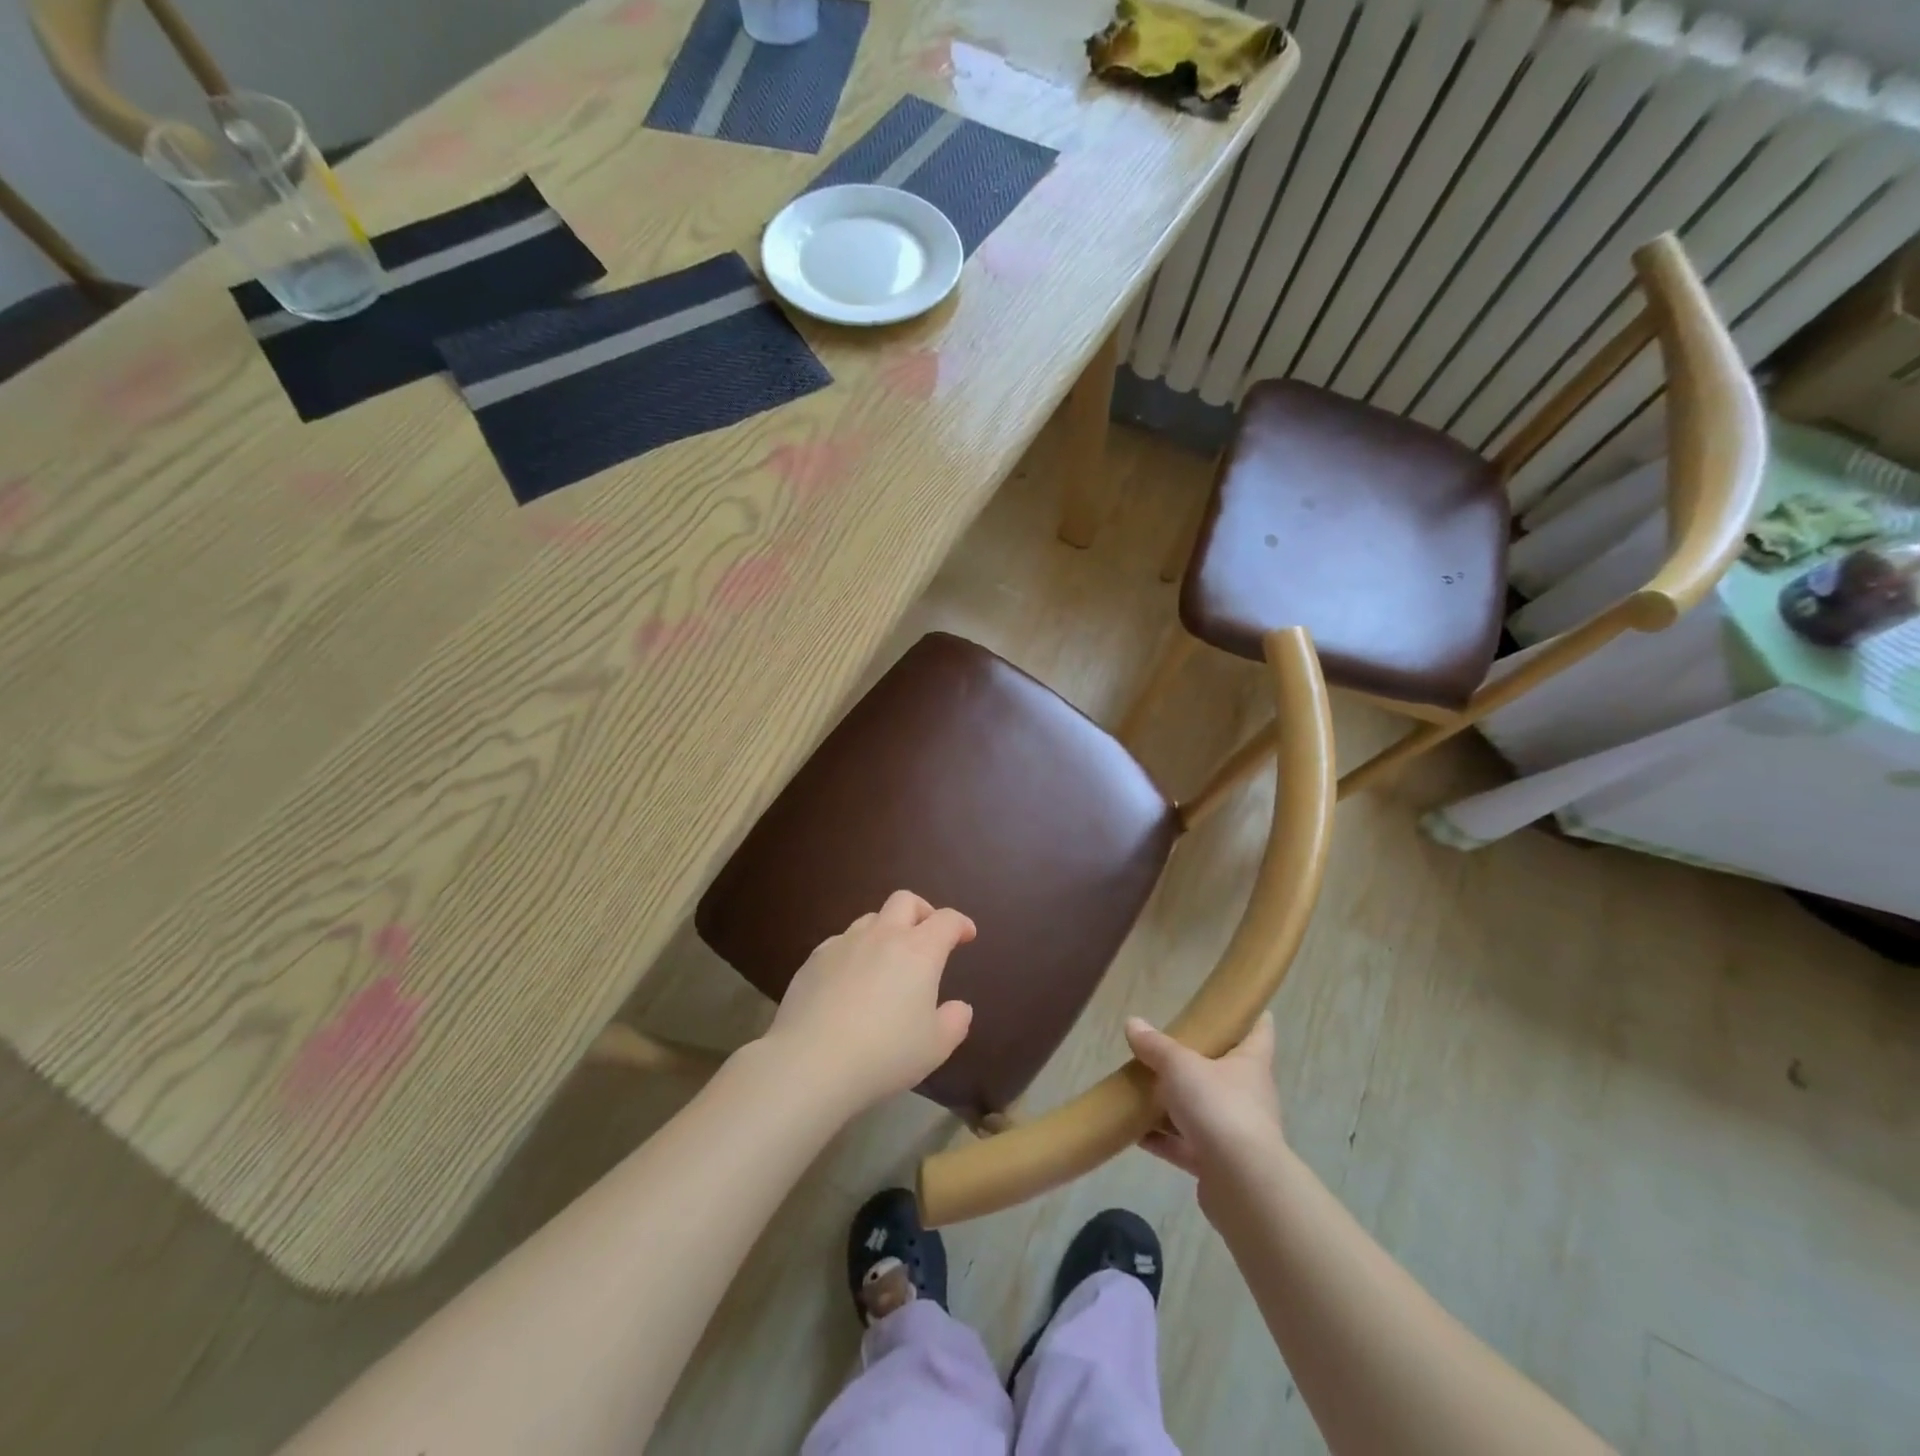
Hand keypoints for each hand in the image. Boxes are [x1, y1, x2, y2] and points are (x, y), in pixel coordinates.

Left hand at [764, 890, 975, 1111]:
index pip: (946, 920)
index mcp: (918, 951)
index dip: (960, 924)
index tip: (967, 935)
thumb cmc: (884, 1054)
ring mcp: (843, 944)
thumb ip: (954, 1022)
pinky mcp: (813, 960)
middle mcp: (882, 936)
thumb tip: (960, 1007)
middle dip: (922, 911)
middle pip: (905, 901)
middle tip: (928, 934)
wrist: (811, 1062)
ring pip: (870, 919)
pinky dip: (854, 951)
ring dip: (886, 930)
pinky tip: (851, 980)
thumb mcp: (935, 1047)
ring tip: (887, 959)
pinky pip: (840, 942)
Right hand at [1126, 1013, 1284, 1183]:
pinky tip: (1134, 1133)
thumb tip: (1133, 1023)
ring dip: (1173, 1104)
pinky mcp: (1217, 1164)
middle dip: (1196, 1062)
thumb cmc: (1219, 1107)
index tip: (1236, 1004)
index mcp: (1250, 1063)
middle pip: (1224, 1071)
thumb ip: (1156, 1046)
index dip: (1250, 1015)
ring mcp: (1234, 1132)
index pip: (1259, 1031)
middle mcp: (1248, 1095)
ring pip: (1201, 1110)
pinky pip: (1185, 1145)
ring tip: (1140, 1091)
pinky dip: (1162, 1139)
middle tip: (1167, 1048)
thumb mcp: (1180, 1066)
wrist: (1242, 1184)